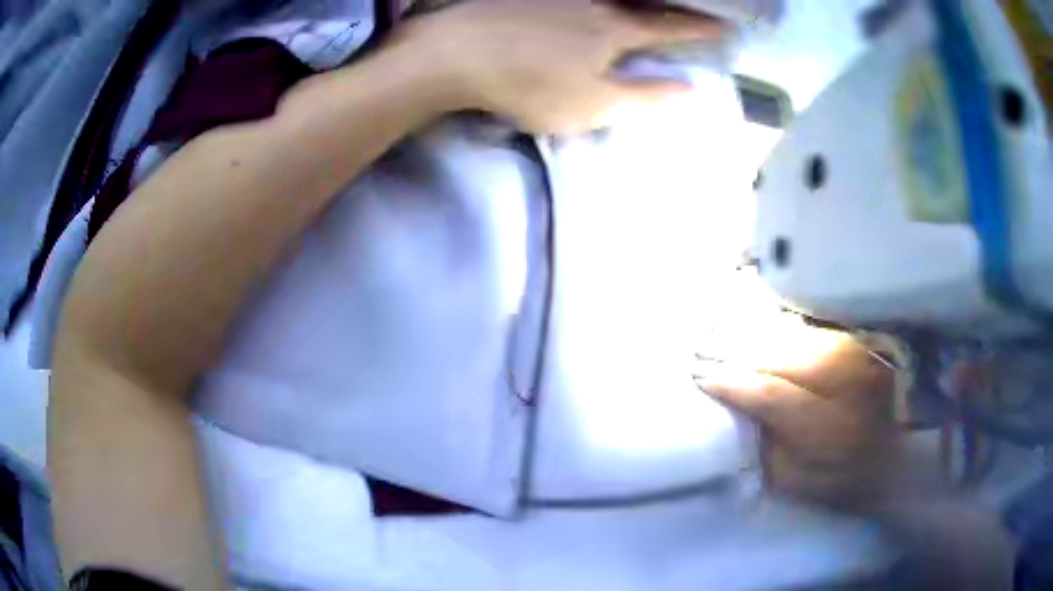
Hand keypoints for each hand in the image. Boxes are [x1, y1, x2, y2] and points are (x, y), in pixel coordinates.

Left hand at [403, 0, 722, 133]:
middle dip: (671, 6)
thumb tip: (689, 89)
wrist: (458, 53)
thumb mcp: (594, 105)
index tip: (723, 25)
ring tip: (648, 4)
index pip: (668, 28)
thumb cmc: (530, 85)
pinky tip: (598, 4)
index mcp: (615, 31)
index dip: (698, 29)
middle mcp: (594, 2)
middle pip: (642, 2)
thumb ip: (644, 97)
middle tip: (689, 7)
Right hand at [696, 321, 902, 510]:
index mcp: (828, 423)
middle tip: (701, 351)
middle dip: (735, 352)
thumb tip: (739, 418)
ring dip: (753, 335)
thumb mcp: (804, 484)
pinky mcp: (852, 339)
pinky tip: (758, 329)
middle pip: (776, 354)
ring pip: (789, 334)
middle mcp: (839, 375)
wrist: (904, 449)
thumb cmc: (850, 477)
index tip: (700, 379)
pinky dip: (777, 329)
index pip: (769, 393)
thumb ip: (768, 454)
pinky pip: (805, 328)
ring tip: (721, 334)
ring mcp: (848, 351)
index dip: (731, 384)